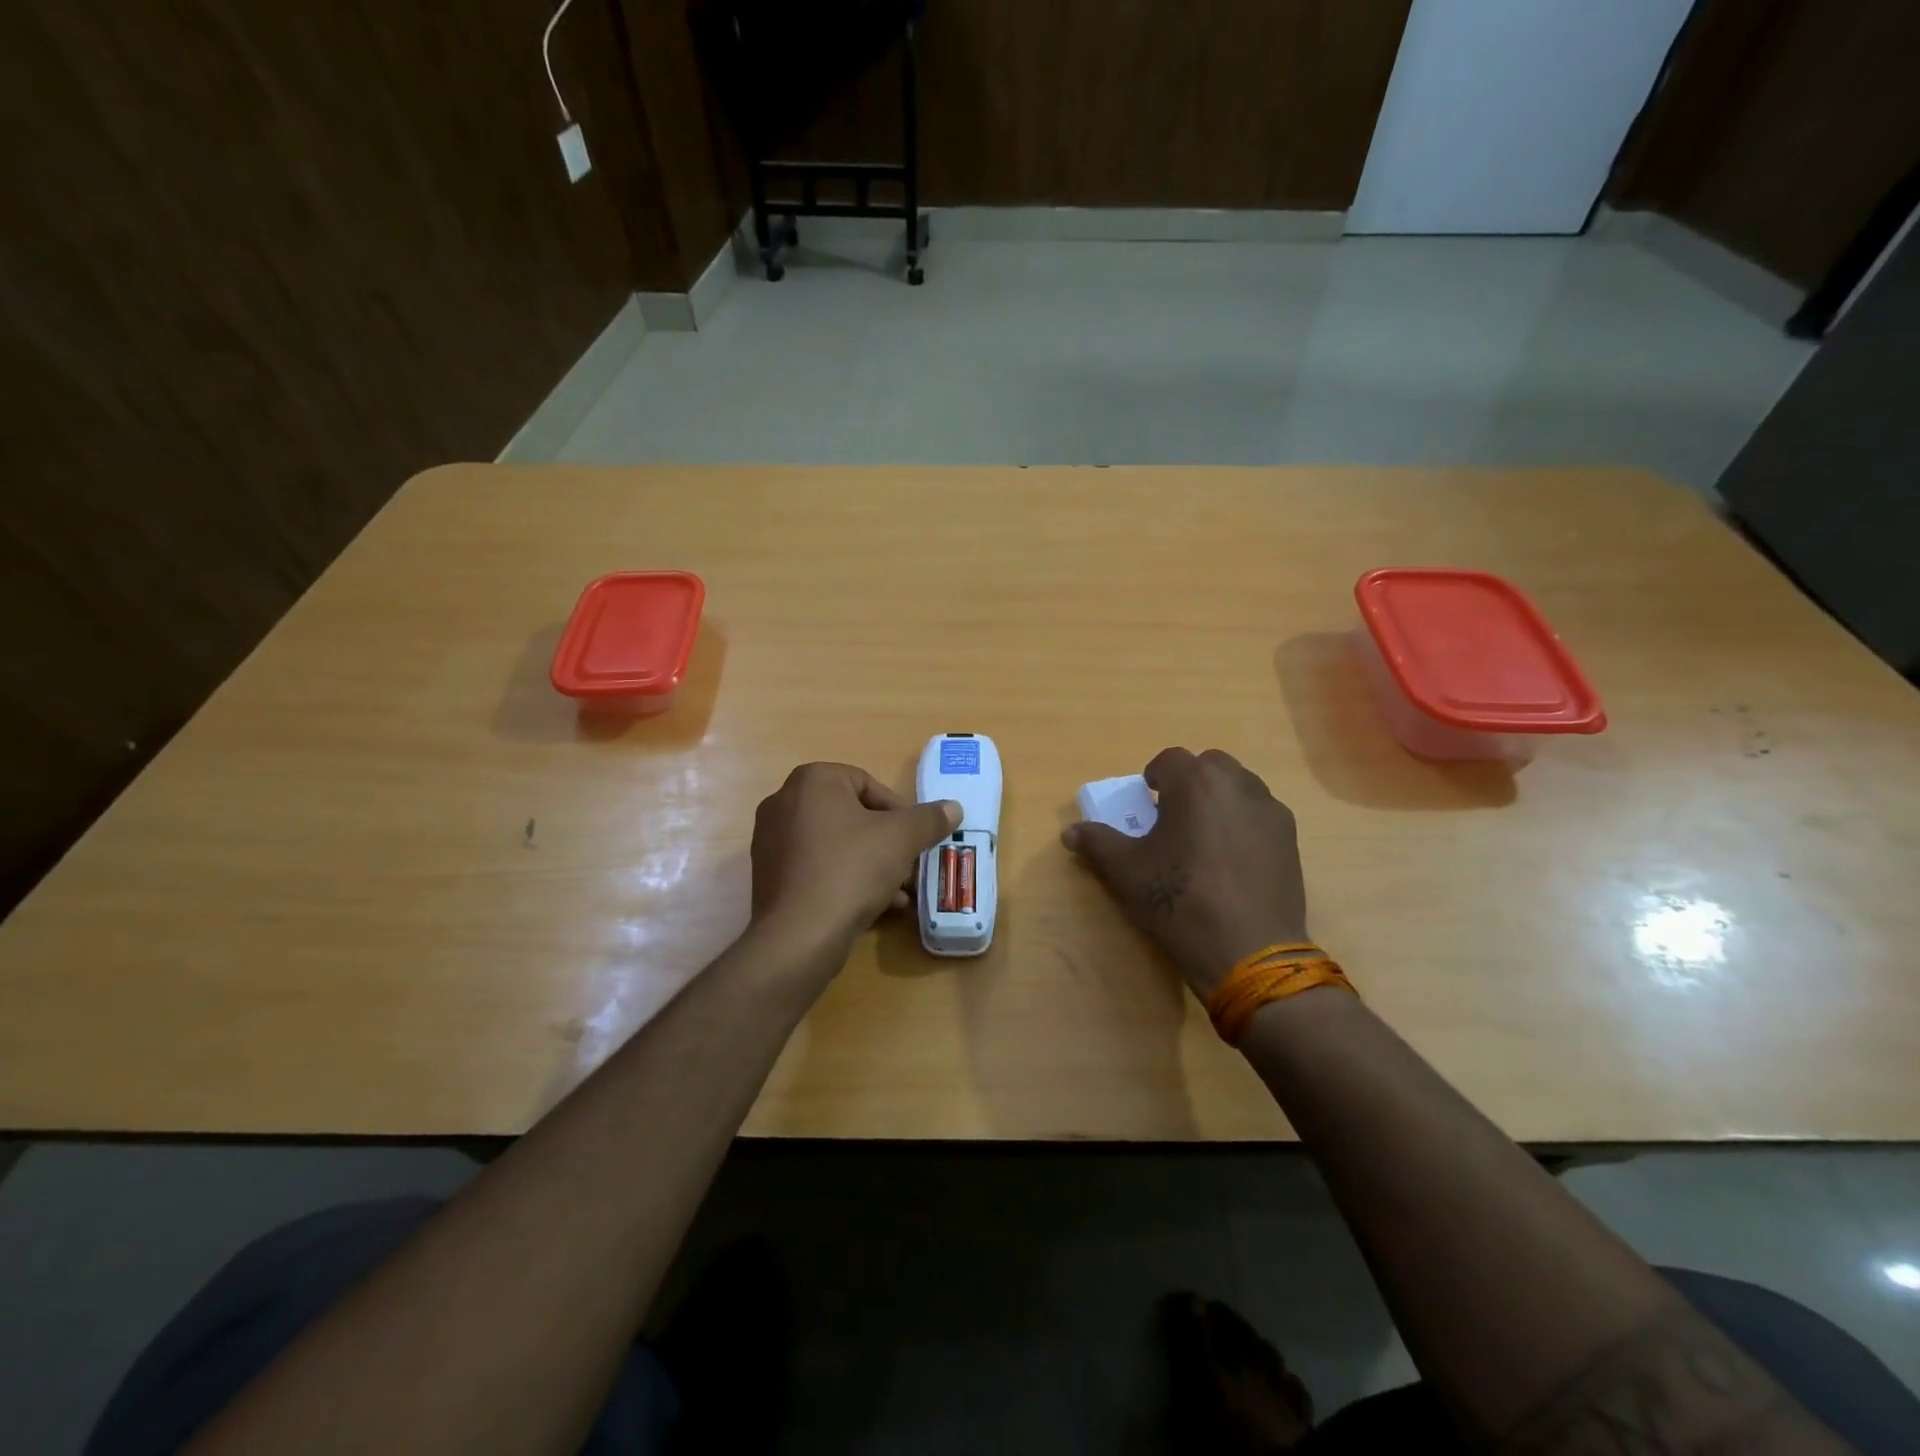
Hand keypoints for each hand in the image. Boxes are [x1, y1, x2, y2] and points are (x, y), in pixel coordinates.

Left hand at [750, 762, 960, 956]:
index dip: (898, 810)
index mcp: (812, 781)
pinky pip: (816, 867)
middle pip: (851, 815)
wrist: (799, 934)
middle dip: (886, 841)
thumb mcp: (901, 839)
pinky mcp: (769, 876)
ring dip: (871, 864)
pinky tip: (875, 906)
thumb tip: (953, 807)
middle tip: (910, 864)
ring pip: (835, 844)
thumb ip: (929, 819)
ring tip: (899, 891)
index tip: (916, 837)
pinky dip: (845, 879)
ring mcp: (771, 841)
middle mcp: (784, 802)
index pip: (866, 783)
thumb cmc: (851, 869)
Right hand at [1061, 748, 1308, 999]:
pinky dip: (1244, 822)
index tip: (1147, 802)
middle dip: (1190, 782)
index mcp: (1195, 783)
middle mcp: (1237, 784)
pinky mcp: (1290, 839)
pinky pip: (1261, 814)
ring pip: (1239, 786)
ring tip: (1204, 837)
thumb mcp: (1126, 872)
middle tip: (1174, 816)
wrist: (1249, 951)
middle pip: (1210, 765)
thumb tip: (1069, 832)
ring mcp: (1269, 811)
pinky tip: (1233, 859)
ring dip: (1219, 798)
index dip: (1154, 776)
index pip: (1170, 759)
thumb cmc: (1179, 901)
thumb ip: (1097, 843)